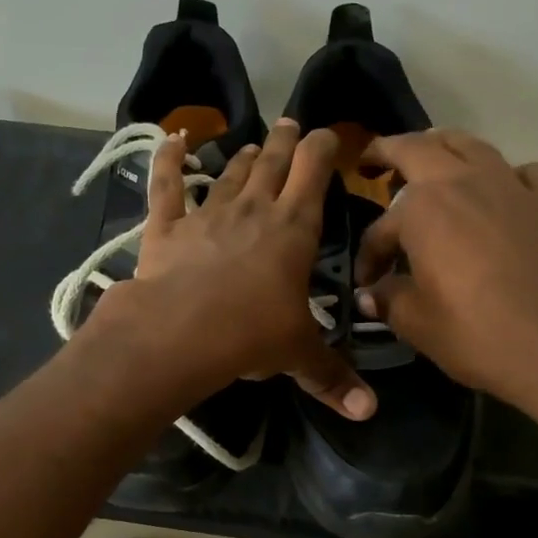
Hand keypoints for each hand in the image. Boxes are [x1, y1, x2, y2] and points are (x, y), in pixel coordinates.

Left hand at [112, 119, 375, 420]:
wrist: (179, 332)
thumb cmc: (250, 336)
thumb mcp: (298, 355)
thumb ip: (333, 378)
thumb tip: (370, 412)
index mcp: (293, 230)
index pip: (314, 173)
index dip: (323, 149)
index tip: (329, 136)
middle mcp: (254, 210)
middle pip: (274, 163)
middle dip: (286, 143)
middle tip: (291, 125)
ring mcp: (208, 214)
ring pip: (230, 174)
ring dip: (244, 157)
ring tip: (253, 145)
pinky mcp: (167, 227)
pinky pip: (167, 186)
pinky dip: (168, 160)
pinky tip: (171, 139)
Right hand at [354, 129, 537, 414]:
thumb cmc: (475, 334)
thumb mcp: (416, 322)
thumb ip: (388, 299)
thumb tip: (370, 295)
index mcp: (422, 208)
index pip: (380, 227)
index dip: (369, 255)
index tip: (367, 282)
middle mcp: (464, 181)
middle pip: (419, 148)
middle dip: (389, 151)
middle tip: (373, 162)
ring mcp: (512, 186)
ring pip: (471, 145)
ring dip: (443, 147)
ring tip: (432, 160)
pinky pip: (522, 172)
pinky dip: (504, 175)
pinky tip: (501, 193)